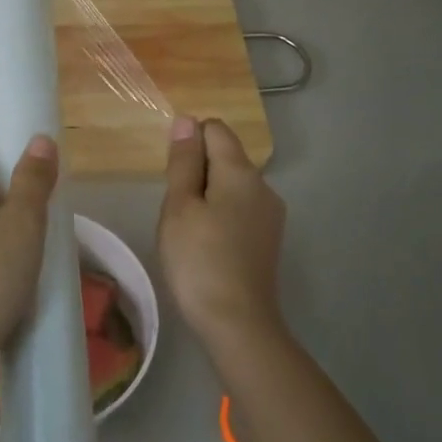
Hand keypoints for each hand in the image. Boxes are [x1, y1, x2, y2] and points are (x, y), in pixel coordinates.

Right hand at [159, 117, 288, 360]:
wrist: (237, 321)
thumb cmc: (199, 260)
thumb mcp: (180, 207)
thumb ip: (184, 162)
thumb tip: (187, 120)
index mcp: (241, 172)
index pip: (215, 129)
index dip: (189, 141)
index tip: (171, 174)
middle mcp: (263, 186)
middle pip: (225, 157)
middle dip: (197, 172)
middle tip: (174, 209)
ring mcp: (270, 214)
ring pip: (232, 186)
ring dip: (207, 196)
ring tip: (188, 231)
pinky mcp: (269, 239)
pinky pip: (240, 210)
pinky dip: (220, 216)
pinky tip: (207, 245)